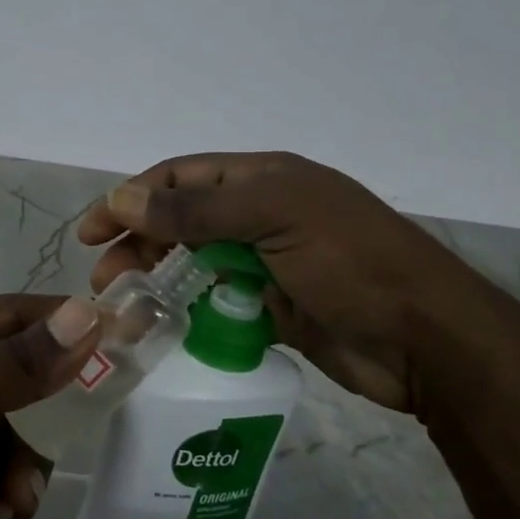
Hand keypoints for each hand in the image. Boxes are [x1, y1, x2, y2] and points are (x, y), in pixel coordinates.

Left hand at [0, 294, 99, 518]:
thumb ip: (14, 364)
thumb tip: (85, 313)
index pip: (6, 313)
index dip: (62, 318)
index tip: (124, 329)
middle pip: (22, 369)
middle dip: (47, 403)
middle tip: (88, 414)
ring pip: (27, 425)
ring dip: (26, 462)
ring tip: (6, 494)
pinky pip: (16, 470)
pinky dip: (13, 493)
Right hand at [78, 152, 487, 413]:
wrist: (427, 341)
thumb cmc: (352, 264)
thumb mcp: (274, 217)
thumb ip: (197, 208)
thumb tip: (123, 197)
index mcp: (263, 179)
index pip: (181, 177)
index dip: (132, 197)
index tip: (93, 230)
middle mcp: (260, 214)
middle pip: (180, 221)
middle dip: (137, 243)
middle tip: (104, 279)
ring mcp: (266, 262)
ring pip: (194, 264)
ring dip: (157, 280)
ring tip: (126, 306)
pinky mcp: (272, 307)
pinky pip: (216, 303)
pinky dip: (188, 311)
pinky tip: (164, 327)